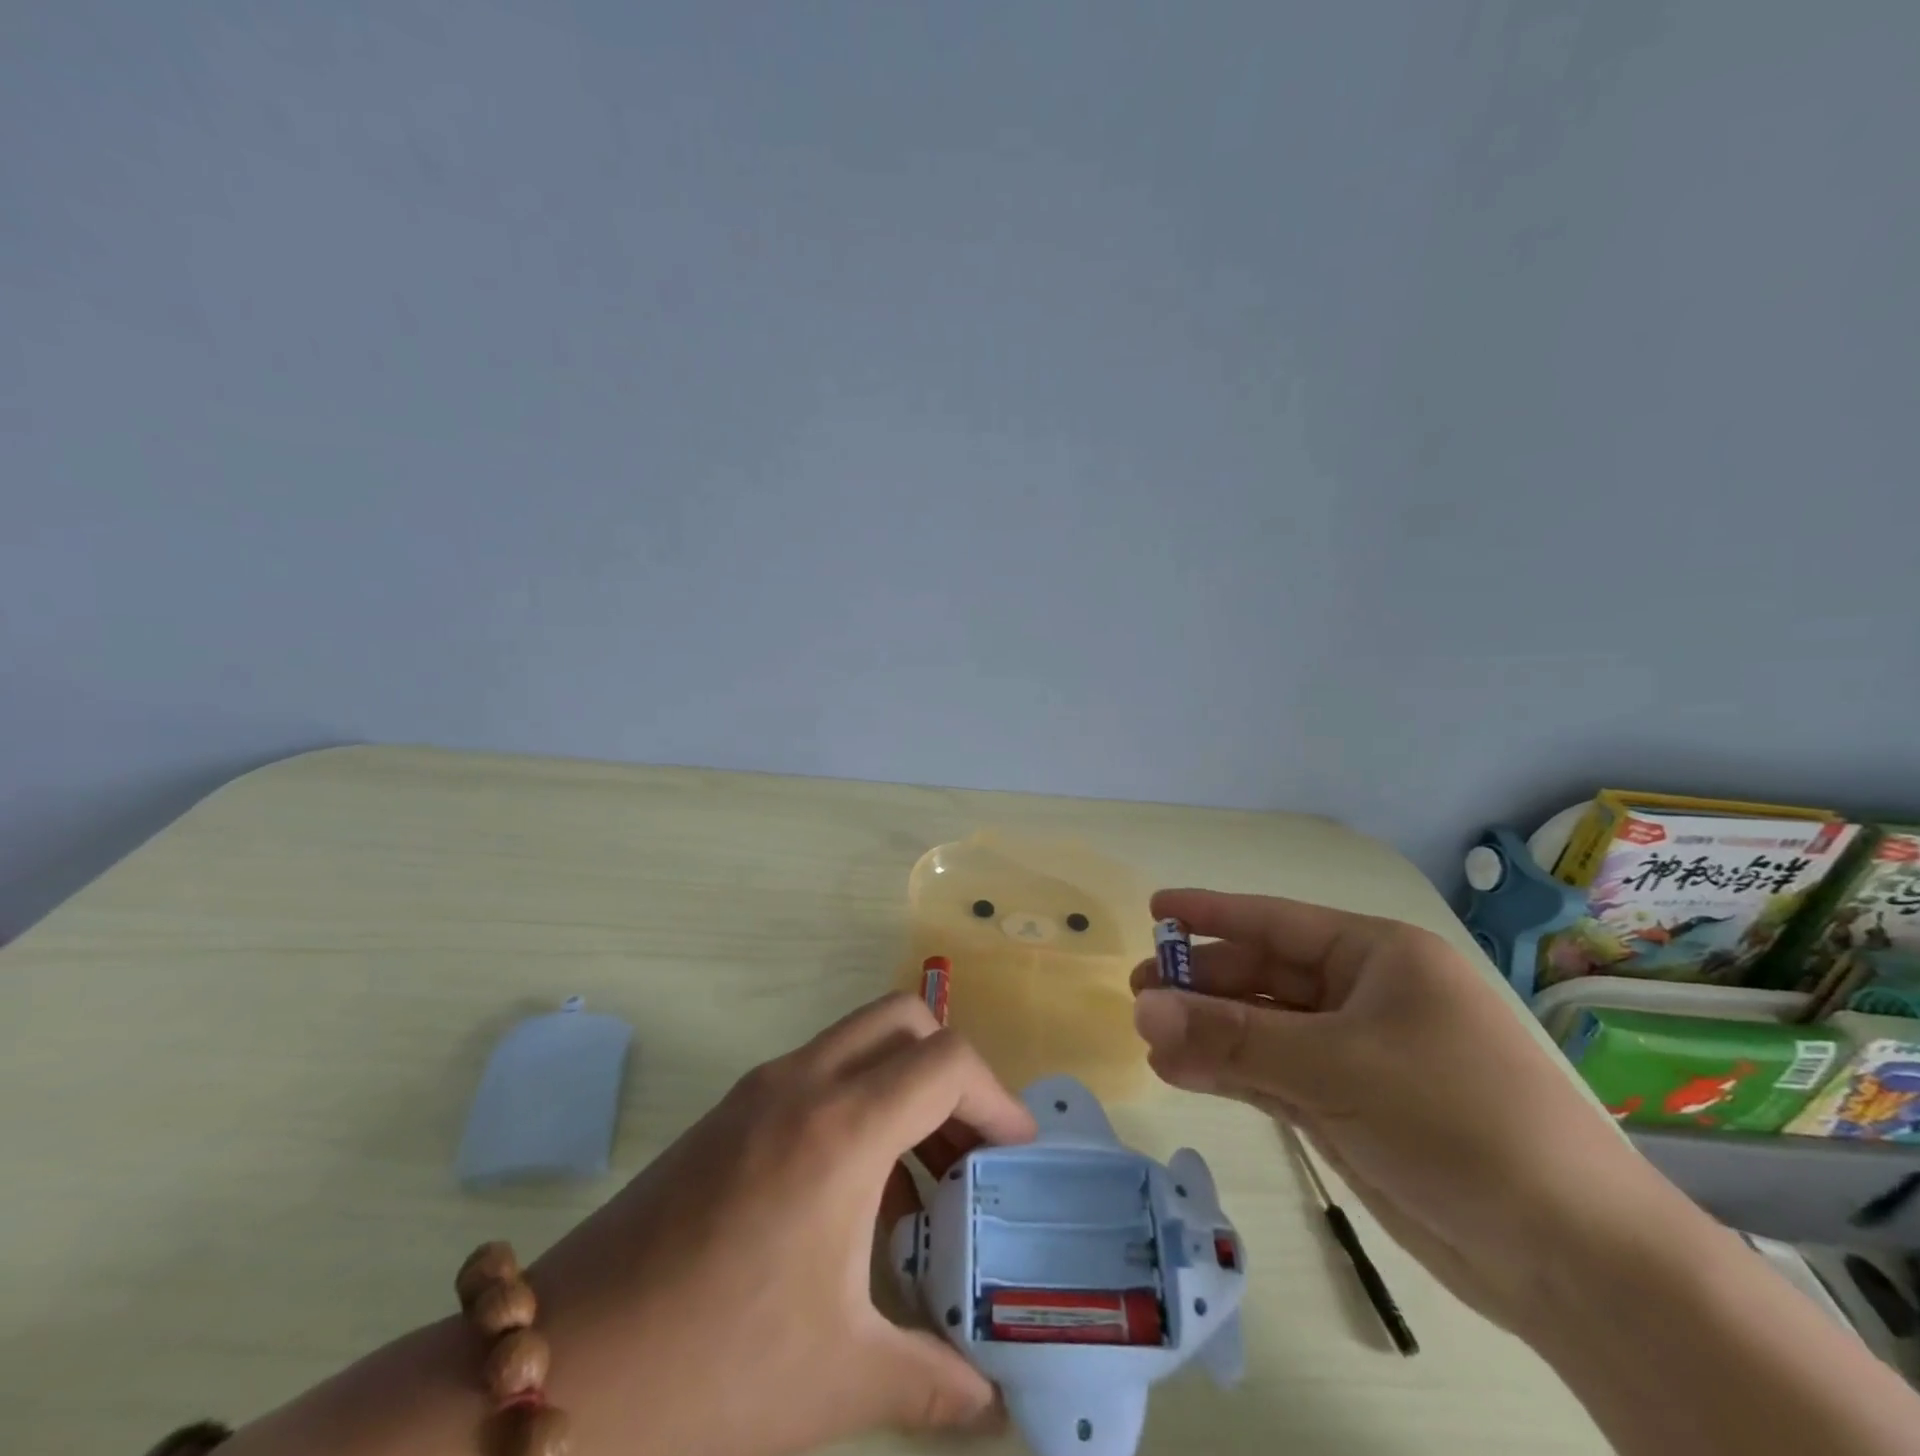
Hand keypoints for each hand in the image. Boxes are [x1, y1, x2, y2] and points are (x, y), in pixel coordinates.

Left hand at [532, 993, 1037, 1455]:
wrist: (562, 1368)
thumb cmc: (713, 1370)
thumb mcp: (839, 1379)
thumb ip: (934, 1381)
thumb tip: (993, 1404)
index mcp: (840, 1129)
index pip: (945, 1062)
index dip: (995, 1098)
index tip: (1014, 1155)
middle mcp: (803, 1083)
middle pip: (904, 1021)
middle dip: (951, 1071)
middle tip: (968, 1148)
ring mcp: (760, 1089)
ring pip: (859, 1041)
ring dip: (903, 1086)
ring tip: (920, 1180)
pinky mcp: (731, 1111)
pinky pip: (820, 1073)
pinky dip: (859, 1103)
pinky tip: (853, 1197)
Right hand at [1129, 889, 1655, 1322]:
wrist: (1573, 1260)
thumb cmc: (1457, 1120)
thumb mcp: (1336, 1067)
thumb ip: (1232, 1039)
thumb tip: (1143, 1012)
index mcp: (1377, 957)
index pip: (1275, 921)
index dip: (1211, 913)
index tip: (1154, 910)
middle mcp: (1363, 996)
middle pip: (1263, 976)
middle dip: (1201, 985)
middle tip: (1138, 996)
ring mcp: (1356, 1055)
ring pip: (1262, 1029)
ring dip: (1208, 1033)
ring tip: (1148, 1039)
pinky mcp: (1349, 1108)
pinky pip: (1273, 1076)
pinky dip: (1229, 1074)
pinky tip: (1182, 1074)